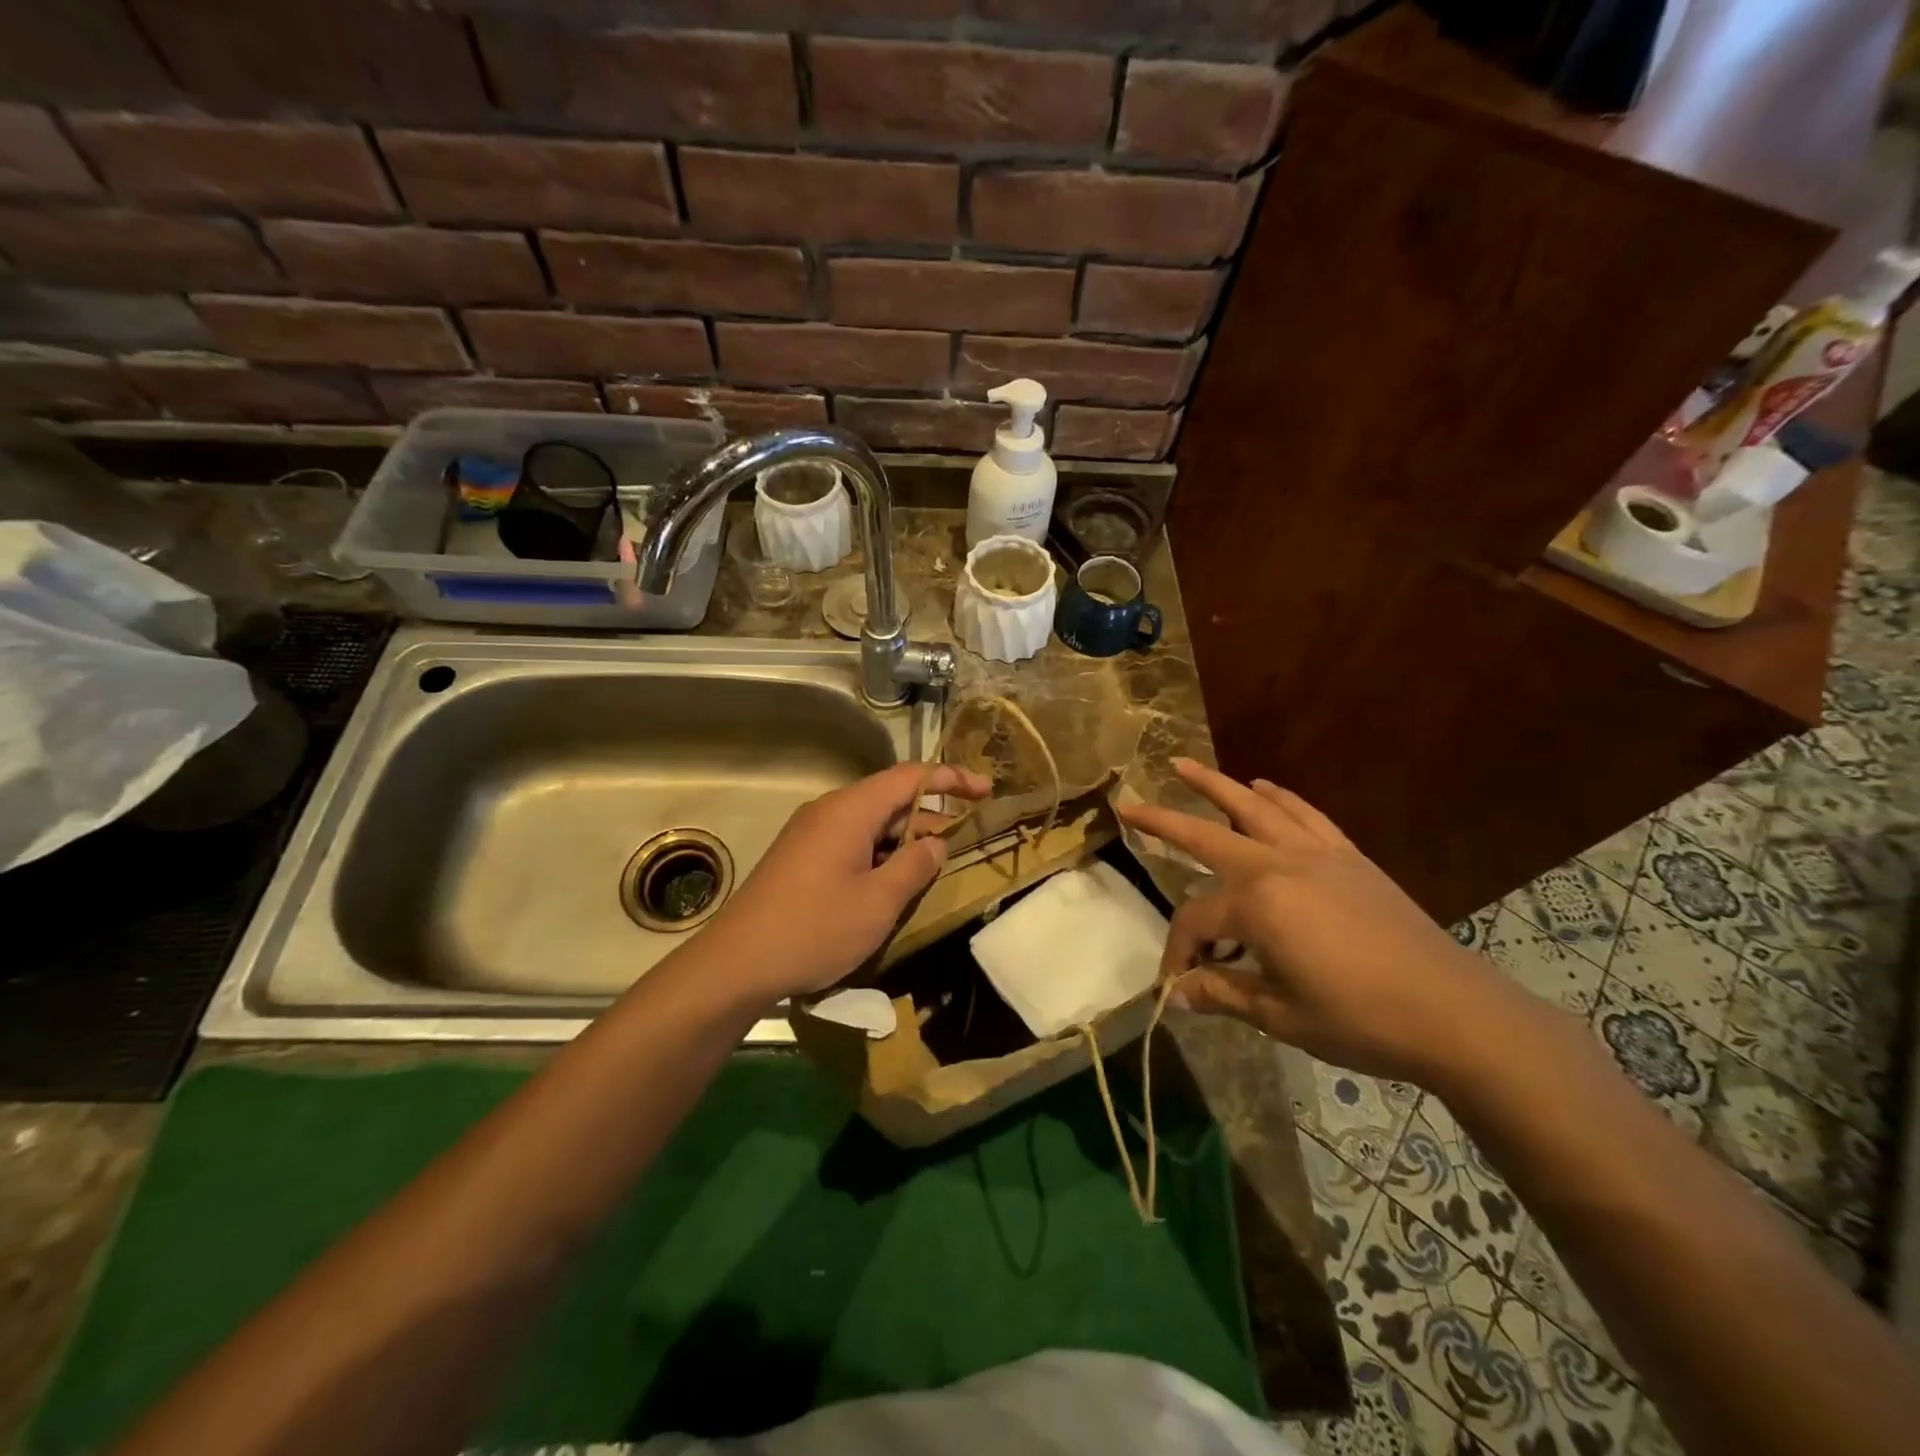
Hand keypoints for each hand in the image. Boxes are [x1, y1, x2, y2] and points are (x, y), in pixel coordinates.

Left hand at [701, 761, 991, 1001]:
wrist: (736, 965)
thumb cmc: (814, 929)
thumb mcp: (878, 903)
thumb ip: (914, 866)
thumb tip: (936, 842)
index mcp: (850, 810)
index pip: (910, 776)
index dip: (951, 779)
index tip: (986, 790)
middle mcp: (829, 811)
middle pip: (890, 797)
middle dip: (930, 814)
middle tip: (966, 838)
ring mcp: (810, 833)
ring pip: (871, 822)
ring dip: (905, 838)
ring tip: (936, 865)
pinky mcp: (800, 857)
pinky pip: (851, 841)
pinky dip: (880, 852)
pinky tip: (893, 881)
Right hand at [1119, 759, 1531, 1084]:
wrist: (1455, 1012)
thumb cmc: (1361, 1019)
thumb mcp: (1281, 1014)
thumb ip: (1222, 992)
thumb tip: (1174, 994)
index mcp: (1258, 905)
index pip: (1196, 921)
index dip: (1178, 951)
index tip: (1174, 983)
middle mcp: (1278, 865)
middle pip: (1207, 835)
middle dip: (1163, 821)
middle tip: (1128, 803)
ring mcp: (1316, 855)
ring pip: (1255, 807)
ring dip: (1216, 785)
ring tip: (1184, 765)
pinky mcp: (1348, 857)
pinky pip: (1306, 815)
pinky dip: (1281, 797)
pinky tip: (1264, 786)